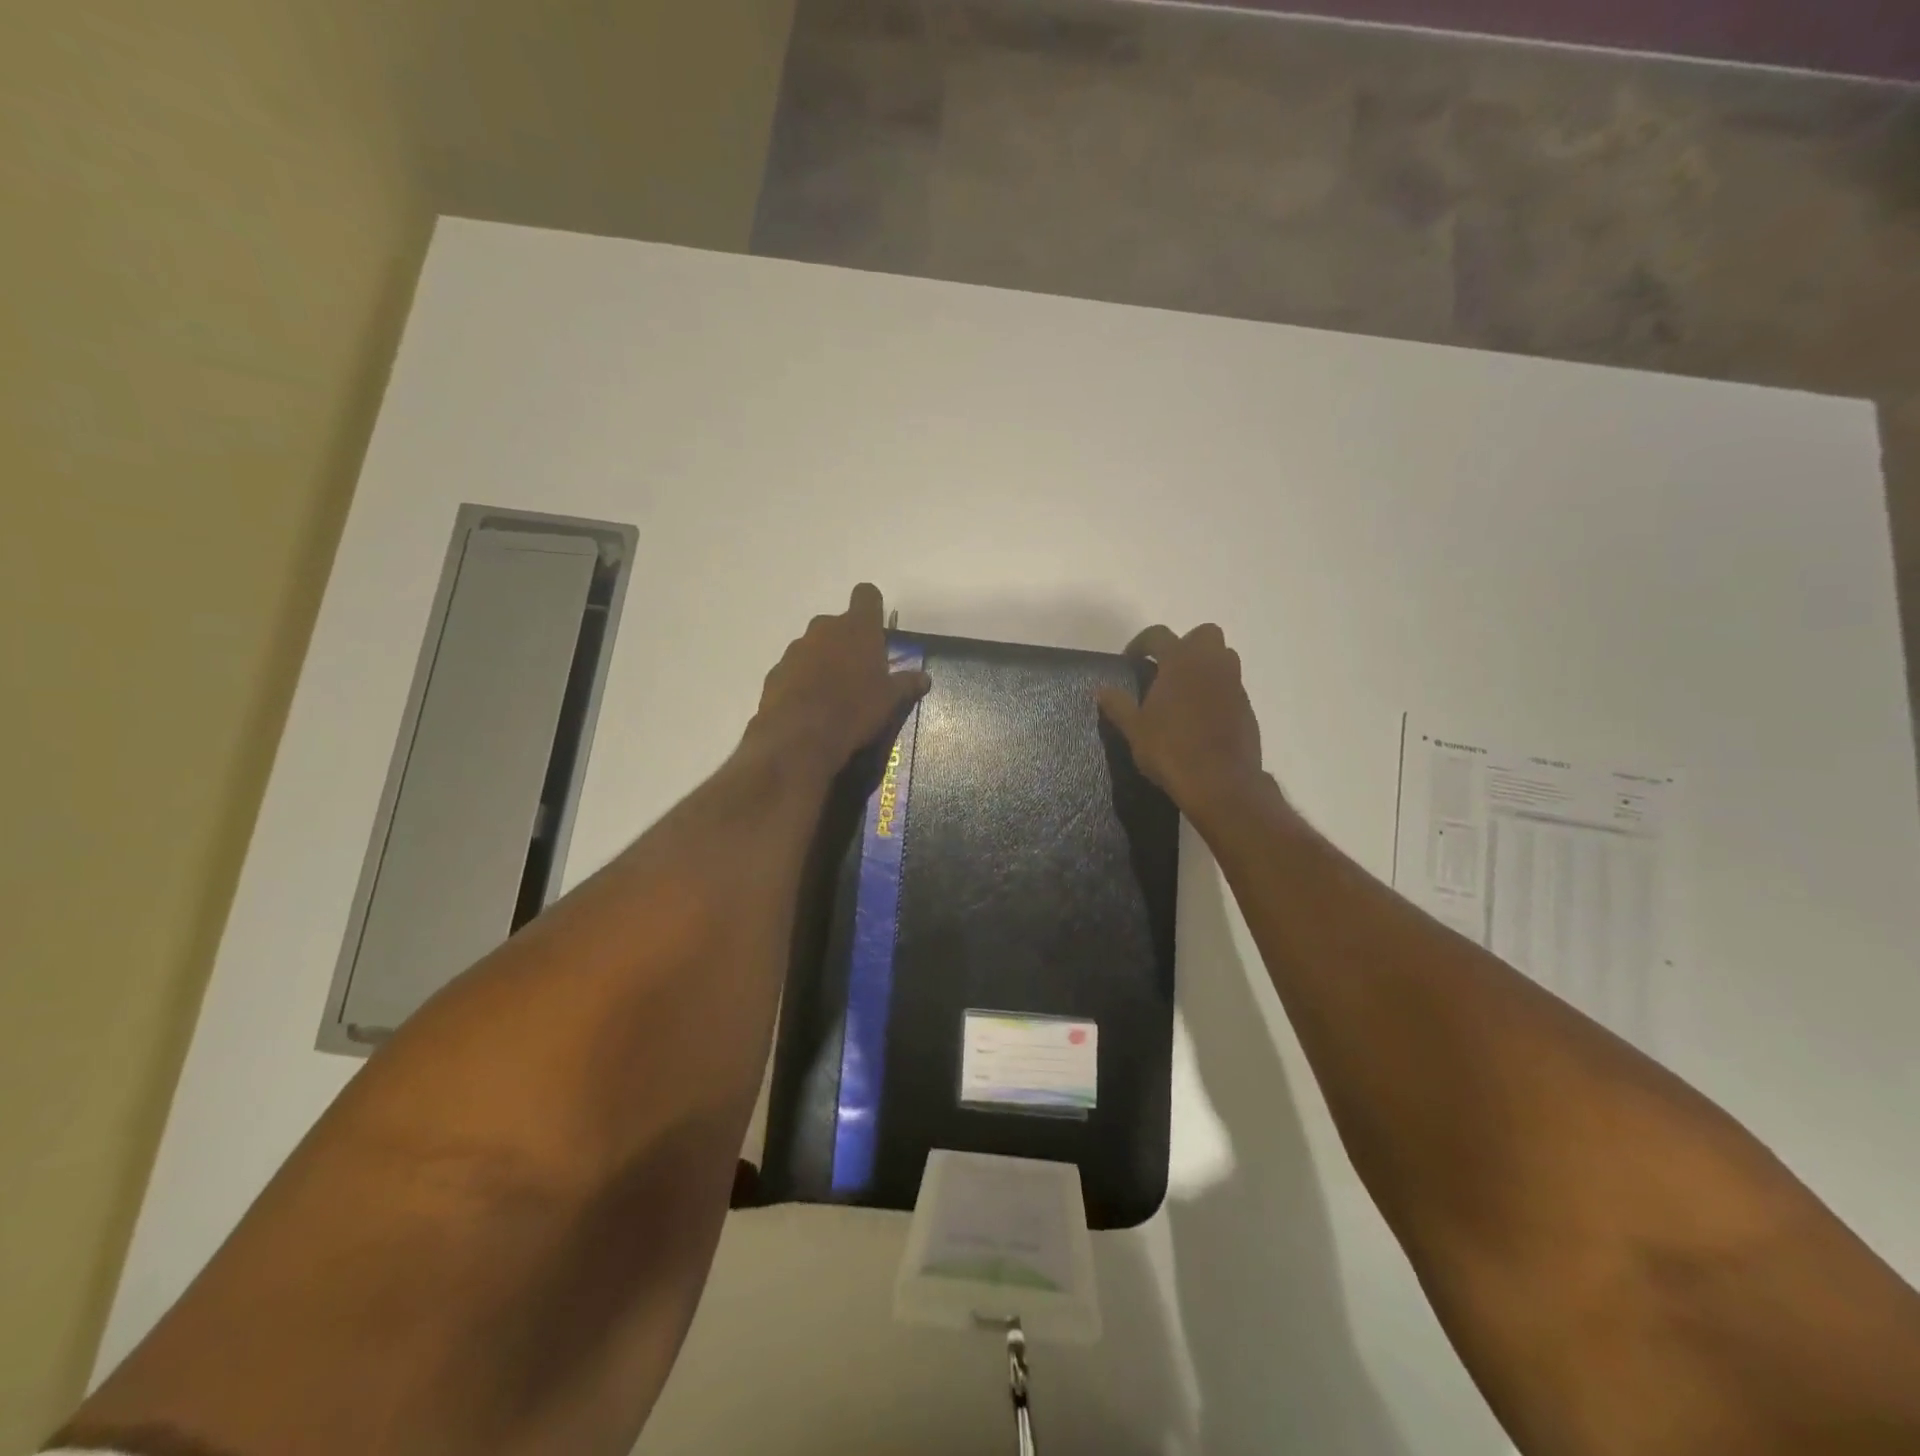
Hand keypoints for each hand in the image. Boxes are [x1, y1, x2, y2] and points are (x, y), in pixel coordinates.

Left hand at [752, 583, 929, 773]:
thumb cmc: (855, 709)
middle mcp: (824, 628)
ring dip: (824, 661)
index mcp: (857, 628)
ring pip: (814, 646)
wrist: (799, 736)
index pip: (866, 595)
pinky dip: (803, 680)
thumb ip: (906, 684)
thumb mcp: (890, 700)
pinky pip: (795, 669)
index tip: (877, 627)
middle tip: (859, 671)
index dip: (872, 607)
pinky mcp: (776, 672)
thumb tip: (924, 678)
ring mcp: (796, 649)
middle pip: (838, 624)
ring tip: (834, 694)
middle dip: (848, 641)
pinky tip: (811, 707)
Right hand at [1095, 623, 1263, 814]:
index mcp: (1180, 661)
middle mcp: (1211, 664)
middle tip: (1166, 669)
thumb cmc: (1171, 749)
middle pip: (1204, 634)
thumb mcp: (1134, 729)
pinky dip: (1216, 691)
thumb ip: (1118, 705)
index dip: (1141, 643)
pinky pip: (1231, 686)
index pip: (1158, 635)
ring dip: (1204, 665)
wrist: (1221, 782)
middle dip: (1185, 644)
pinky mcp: (1247, 707)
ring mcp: (1234, 684)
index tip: (1130, 660)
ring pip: (1223, 657)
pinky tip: (1200, 716)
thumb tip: (1101, 690)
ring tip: (1184, 691)